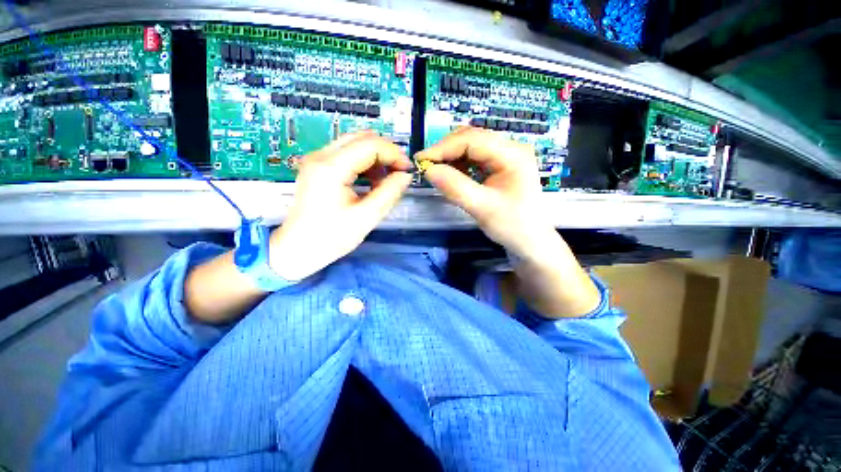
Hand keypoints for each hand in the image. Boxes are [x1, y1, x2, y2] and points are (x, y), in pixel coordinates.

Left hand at [269, 131, 412, 280]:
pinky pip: (346, 154)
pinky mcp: (318, 167)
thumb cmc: (331, 237)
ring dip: (375, 157)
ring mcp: (317, 159)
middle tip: (399, 172)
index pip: (370, 145)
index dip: (393, 154)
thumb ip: (389, 193)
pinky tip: (371, 180)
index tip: (407, 170)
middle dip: (385, 152)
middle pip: (361, 138)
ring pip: (354, 143)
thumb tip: (405, 176)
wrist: (298, 249)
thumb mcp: (366, 217)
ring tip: (385, 179)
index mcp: (331, 168)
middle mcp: (321, 155)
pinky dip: (364, 162)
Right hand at [416, 127, 599, 316]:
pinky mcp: (499, 166)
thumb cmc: (512, 226)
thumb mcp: (482, 208)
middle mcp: (510, 148)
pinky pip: (473, 158)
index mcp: (512, 154)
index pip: (472, 139)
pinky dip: (458, 164)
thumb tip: (428, 170)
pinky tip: (450, 174)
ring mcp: (505, 156)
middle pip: (471, 138)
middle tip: (426, 167)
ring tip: (435, 171)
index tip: (421, 161)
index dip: (443, 148)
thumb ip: (455, 187)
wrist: (530, 242)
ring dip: (450, 157)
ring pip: (470, 146)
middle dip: (446, 151)